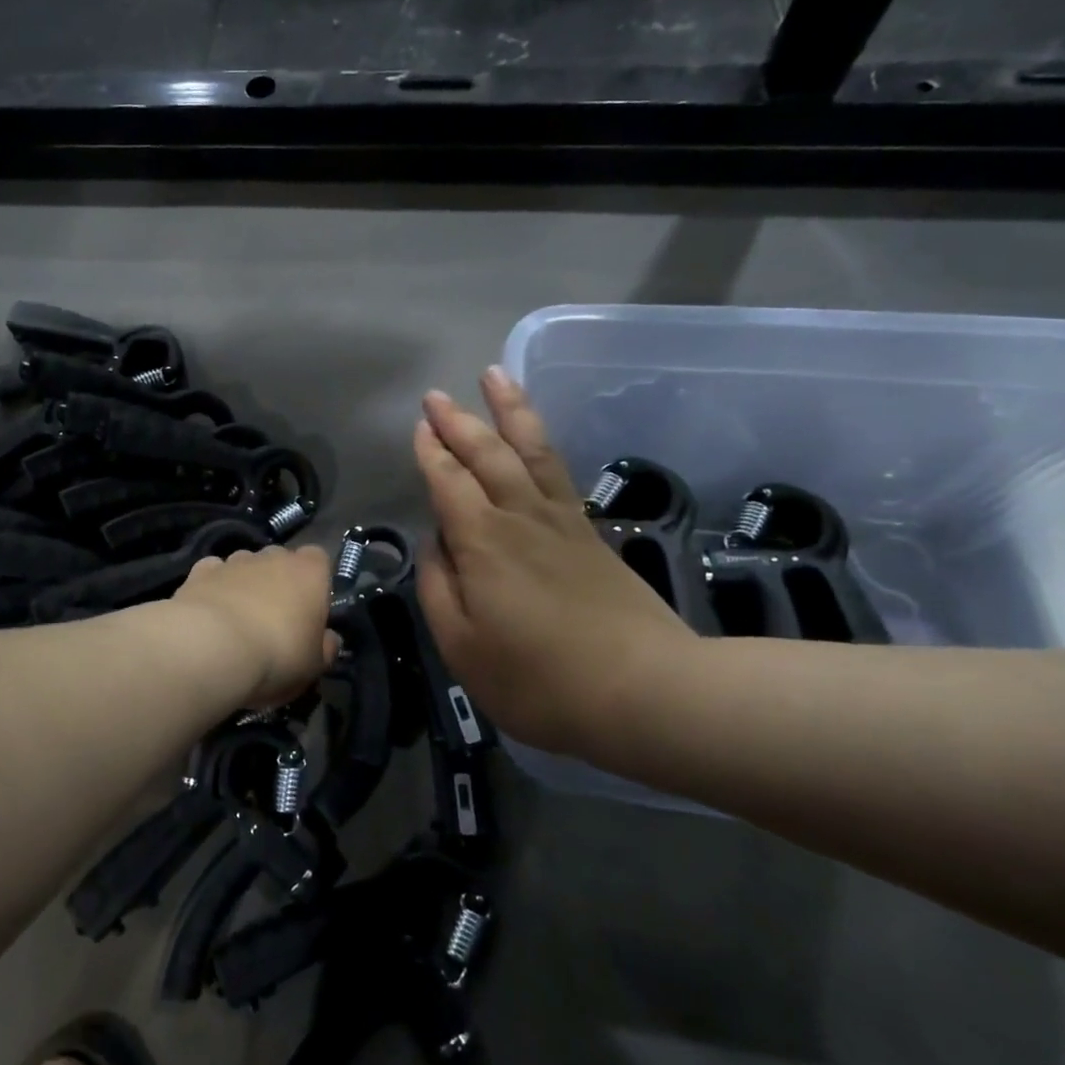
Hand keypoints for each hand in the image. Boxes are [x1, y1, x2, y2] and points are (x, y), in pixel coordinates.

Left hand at [171, 545, 337, 710]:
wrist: (210, 648)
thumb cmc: (276, 655)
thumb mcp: (314, 666)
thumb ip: (326, 647)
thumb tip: (329, 639)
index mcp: (309, 572)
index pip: (319, 559)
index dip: (315, 582)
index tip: (310, 610)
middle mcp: (272, 557)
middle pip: (280, 560)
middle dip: (278, 581)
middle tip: (274, 620)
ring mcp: (234, 561)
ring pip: (245, 565)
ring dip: (245, 584)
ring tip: (237, 619)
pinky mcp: (199, 572)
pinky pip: (213, 573)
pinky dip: (213, 587)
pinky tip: (210, 611)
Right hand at [413, 368, 698, 756]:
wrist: (646, 690)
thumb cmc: (540, 679)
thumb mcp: (463, 647)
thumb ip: (438, 589)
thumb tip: (436, 544)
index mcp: (482, 541)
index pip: (448, 482)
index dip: (430, 453)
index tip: (418, 426)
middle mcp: (520, 516)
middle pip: (487, 454)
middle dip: (458, 421)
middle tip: (436, 395)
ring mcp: (561, 521)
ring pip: (530, 449)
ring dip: (509, 410)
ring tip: (495, 375)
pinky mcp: (590, 534)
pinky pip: (559, 471)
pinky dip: (542, 443)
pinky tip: (536, 439)